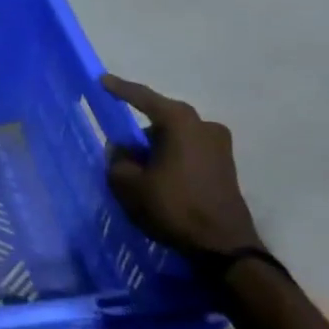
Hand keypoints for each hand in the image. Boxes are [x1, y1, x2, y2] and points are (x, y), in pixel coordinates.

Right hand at [102, 75, 263, 267]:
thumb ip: (118, 159)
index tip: (102, 80)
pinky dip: (171, 158)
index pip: (143, 98)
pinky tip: (159, 178)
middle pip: (161, 119)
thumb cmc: (173, 207)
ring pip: (175, 137)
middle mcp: (204, 125)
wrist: (224, 247)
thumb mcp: (129, 184)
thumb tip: (122, 150)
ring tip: (139, 170)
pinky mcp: (226, 166)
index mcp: (180, 122)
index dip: (120, 89)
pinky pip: (188, 151)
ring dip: (156, 147)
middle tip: (120, 148)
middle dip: (139, 131)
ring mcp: (220, 146)